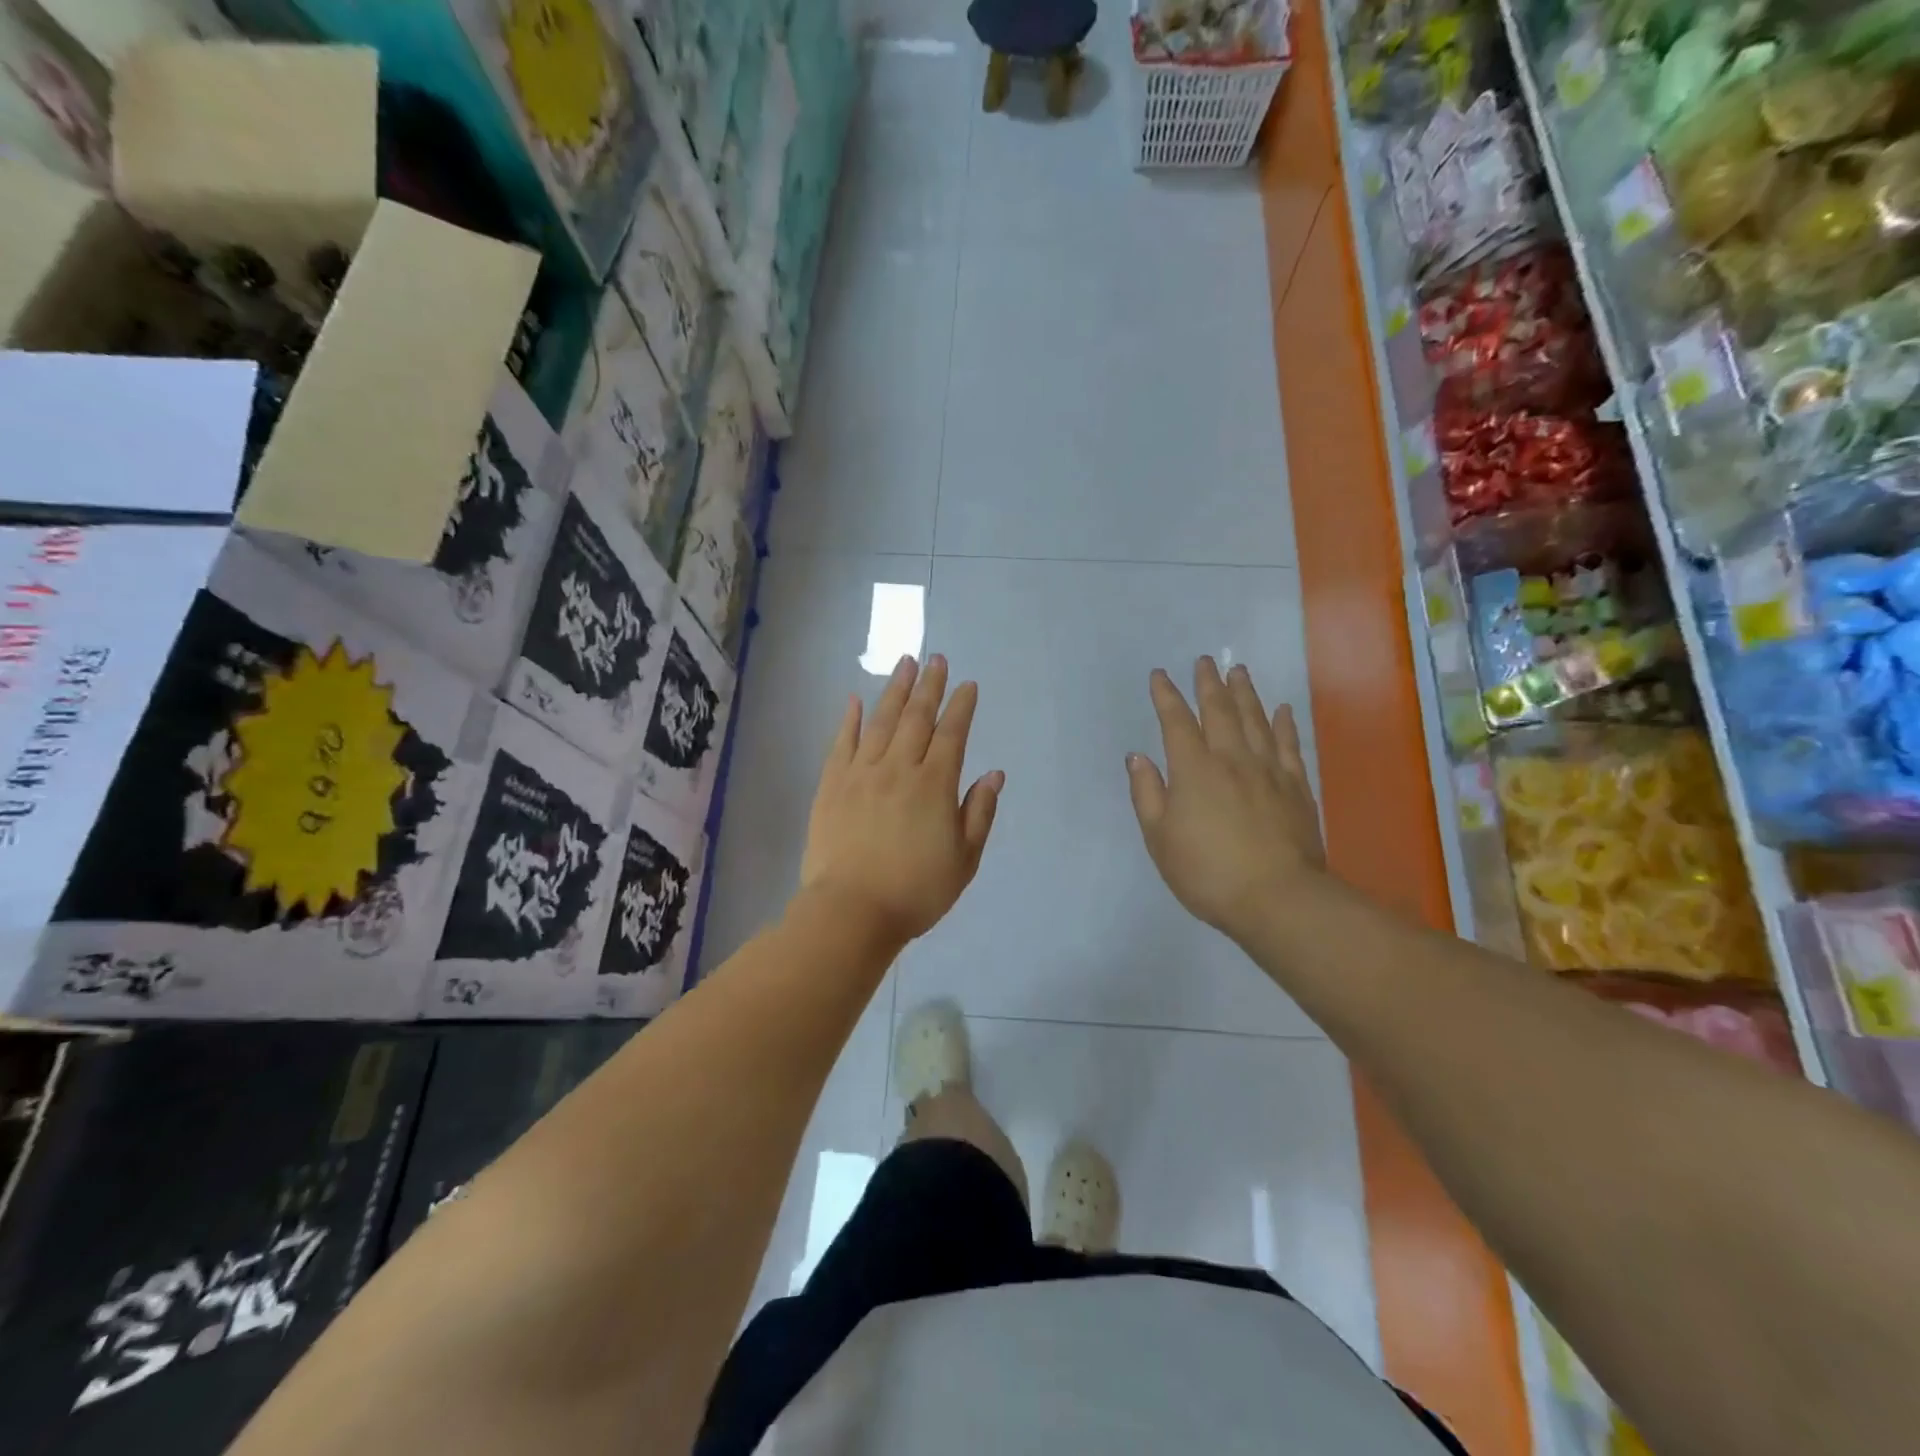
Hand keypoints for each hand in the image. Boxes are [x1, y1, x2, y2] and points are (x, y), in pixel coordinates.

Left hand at [799, 654, 1003, 946]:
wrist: (851, 911)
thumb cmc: (916, 891)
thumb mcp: (964, 859)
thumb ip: (979, 813)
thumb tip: (994, 773)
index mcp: (934, 785)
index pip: (952, 735)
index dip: (961, 707)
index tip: (967, 685)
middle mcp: (898, 769)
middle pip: (916, 718)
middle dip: (929, 686)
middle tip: (936, 658)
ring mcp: (861, 774)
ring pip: (880, 721)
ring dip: (895, 690)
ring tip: (905, 664)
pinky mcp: (831, 785)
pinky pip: (841, 743)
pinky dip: (849, 719)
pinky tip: (855, 699)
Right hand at [1126, 658, 1326, 946]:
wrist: (1278, 898)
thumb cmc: (1207, 872)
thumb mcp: (1160, 839)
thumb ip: (1147, 794)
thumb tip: (1138, 757)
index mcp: (1193, 770)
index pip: (1176, 722)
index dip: (1166, 696)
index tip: (1160, 675)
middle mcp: (1231, 759)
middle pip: (1219, 711)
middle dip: (1209, 684)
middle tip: (1205, 660)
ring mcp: (1268, 770)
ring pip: (1255, 720)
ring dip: (1245, 693)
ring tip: (1239, 670)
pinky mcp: (1297, 787)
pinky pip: (1289, 745)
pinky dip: (1284, 724)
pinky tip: (1282, 709)